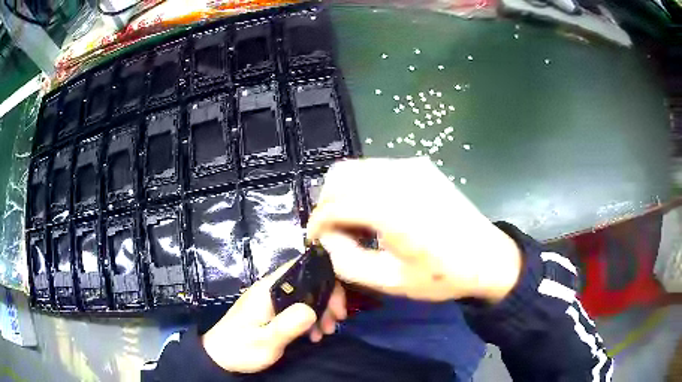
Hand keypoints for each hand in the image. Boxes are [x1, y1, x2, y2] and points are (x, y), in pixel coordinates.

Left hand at [201, 260, 346, 372]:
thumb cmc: (240, 349)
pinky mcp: (272, 311)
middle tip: (335, 323)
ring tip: (325, 333)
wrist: (219, 357)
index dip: (326, 280)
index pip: (303, 268)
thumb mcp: (265, 342)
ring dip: (321, 311)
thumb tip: (312, 309)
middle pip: (308, 281)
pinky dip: (311, 319)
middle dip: (327, 299)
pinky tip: (313, 335)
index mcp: (268, 289)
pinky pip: (298, 307)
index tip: (337, 307)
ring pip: (305, 295)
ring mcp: (272, 299)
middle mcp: (272, 289)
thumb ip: (286, 326)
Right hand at [307, 157, 521, 303]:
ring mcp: (410, 166)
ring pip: (356, 168)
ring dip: (344, 193)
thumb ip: (348, 262)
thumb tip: (327, 240)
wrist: (488, 258)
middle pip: (339, 176)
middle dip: (326, 204)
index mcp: (391, 208)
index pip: (334, 205)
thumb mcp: (391, 281)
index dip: (317, 224)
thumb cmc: (443, 275)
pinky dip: (363, 186)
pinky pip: (376, 168)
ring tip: (354, 223)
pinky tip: (375, 210)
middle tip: (333, 232)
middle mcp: (398, 176)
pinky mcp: (419, 166)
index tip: (315, 241)